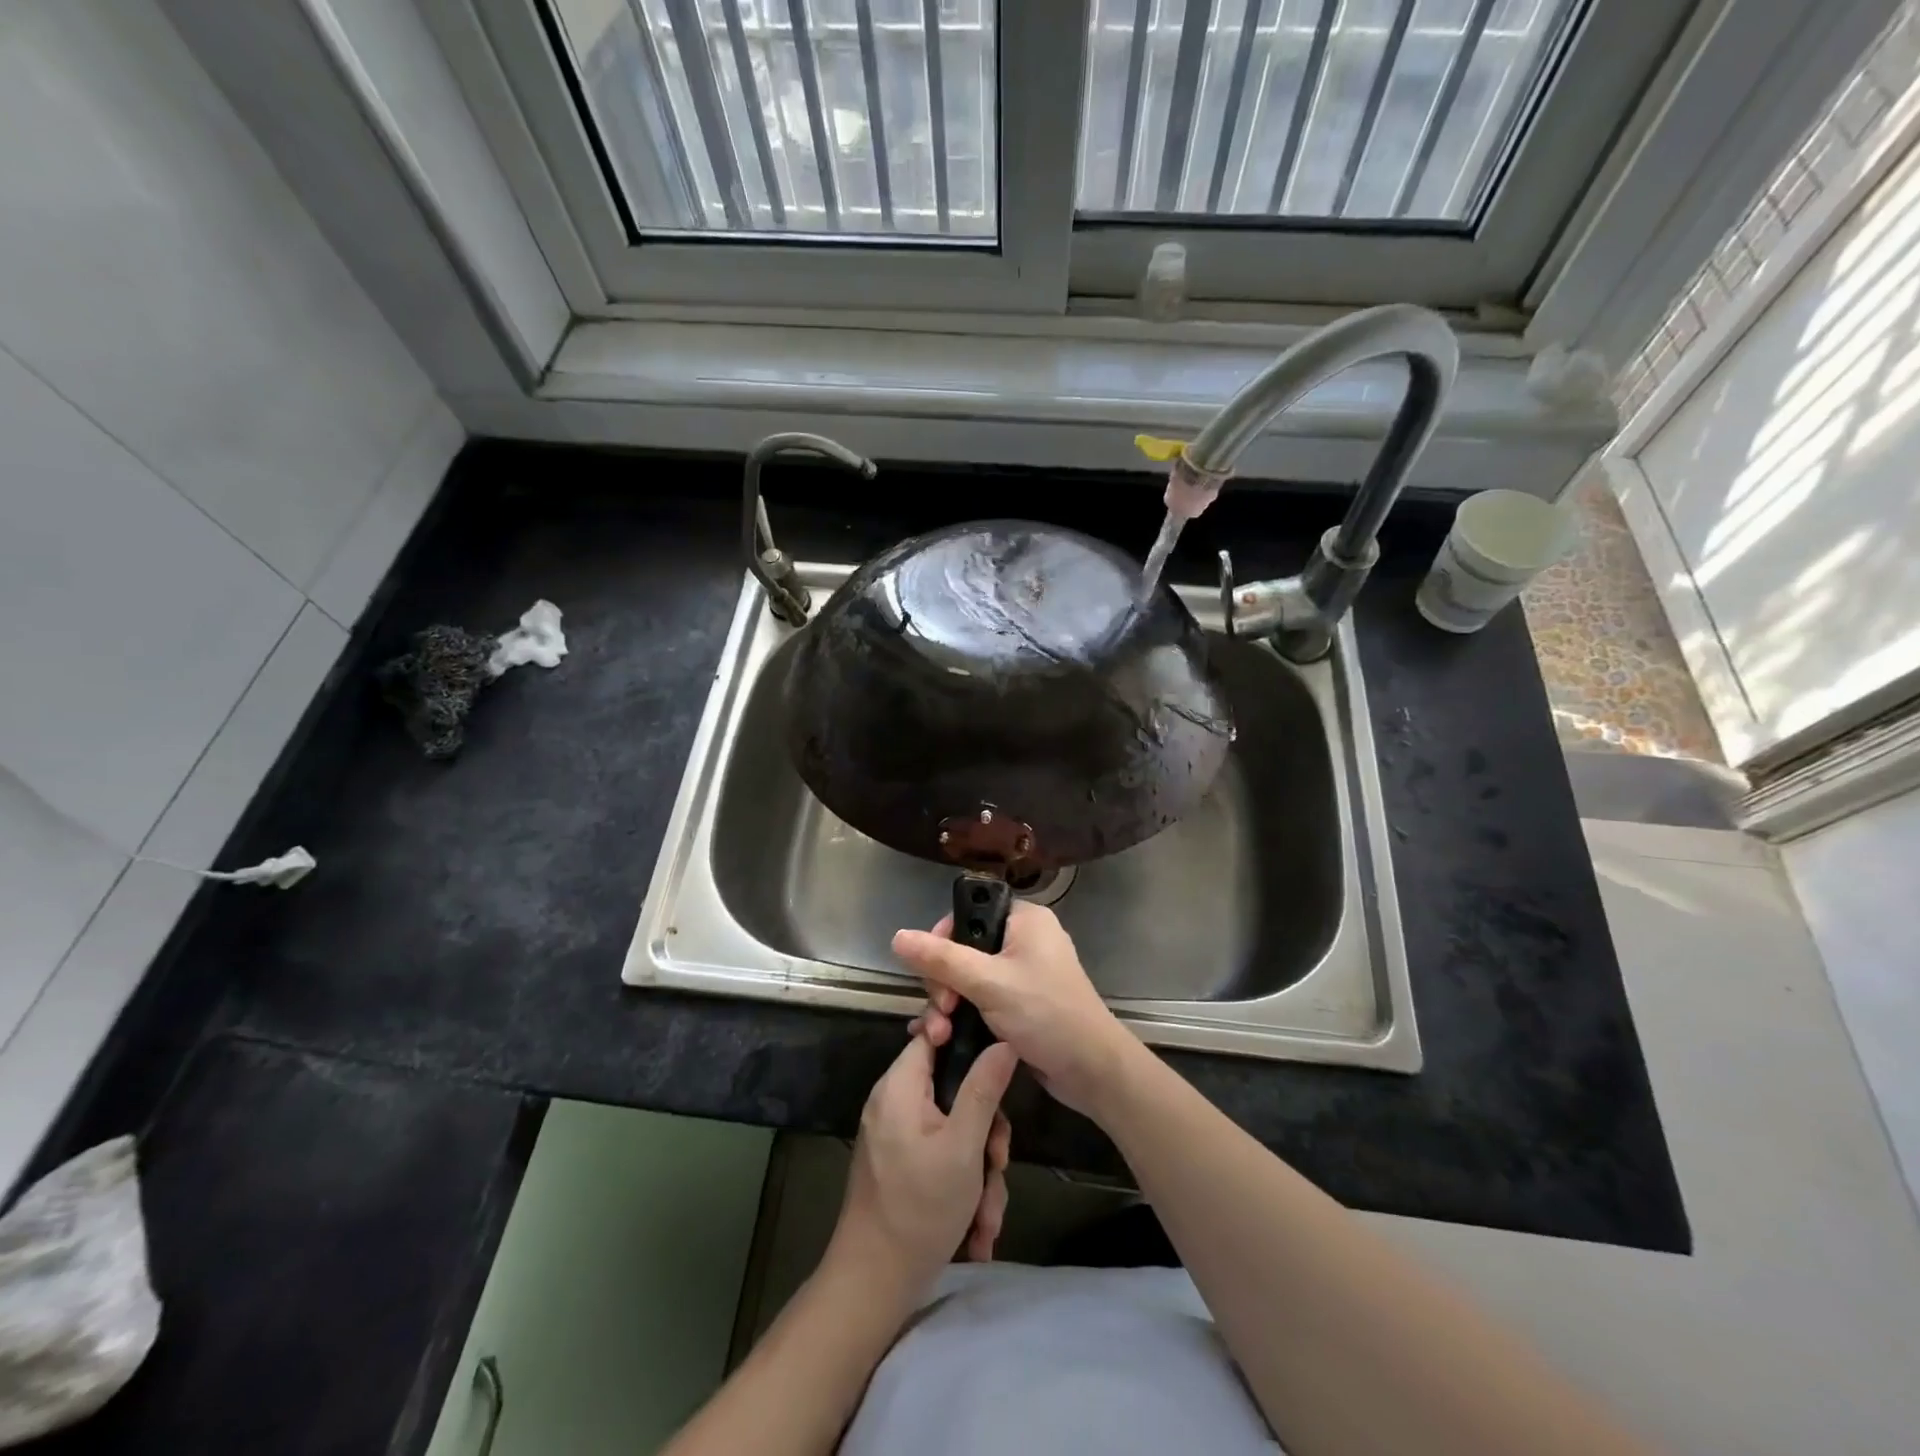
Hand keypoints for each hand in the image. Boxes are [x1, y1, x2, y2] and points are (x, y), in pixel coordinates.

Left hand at [830, 1033, 1016, 1303]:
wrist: (873, 1285)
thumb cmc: (919, 1208)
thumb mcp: (963, 1147)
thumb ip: (984, 1089)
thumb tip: (1004, 1041)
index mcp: (901, 1085)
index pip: (933, 1033)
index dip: (966, 1039)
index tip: (998, 1061)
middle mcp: (896, 1102)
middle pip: (954, 1088)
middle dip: (985, 1131)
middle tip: (998, 1163)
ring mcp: (898, 1135)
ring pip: (955, 1129)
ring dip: (979, 1171)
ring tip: (987, 1215)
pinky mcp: (903, 1164)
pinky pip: (942, 1155)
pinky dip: (963, 1186)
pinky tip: (976, 1229)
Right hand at [893, 902, 1138, 1119]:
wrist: (1092, 1071)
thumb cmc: (1046, 1014)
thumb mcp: (989, 983)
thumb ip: (941, 959)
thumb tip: (896, 936)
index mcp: (1023, 919)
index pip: (968, 913)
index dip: (941, 939)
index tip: (931, 971)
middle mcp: (1022, 940)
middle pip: (962, 949)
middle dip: (942, 983)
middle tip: (943, 1012)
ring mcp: (1021, 974)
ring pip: (967, 978)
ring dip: (948, 1006)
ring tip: (939, 1036)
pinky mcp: (1019, 1004)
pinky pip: (979, 999)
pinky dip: (962, 1016)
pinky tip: (942, 1038)